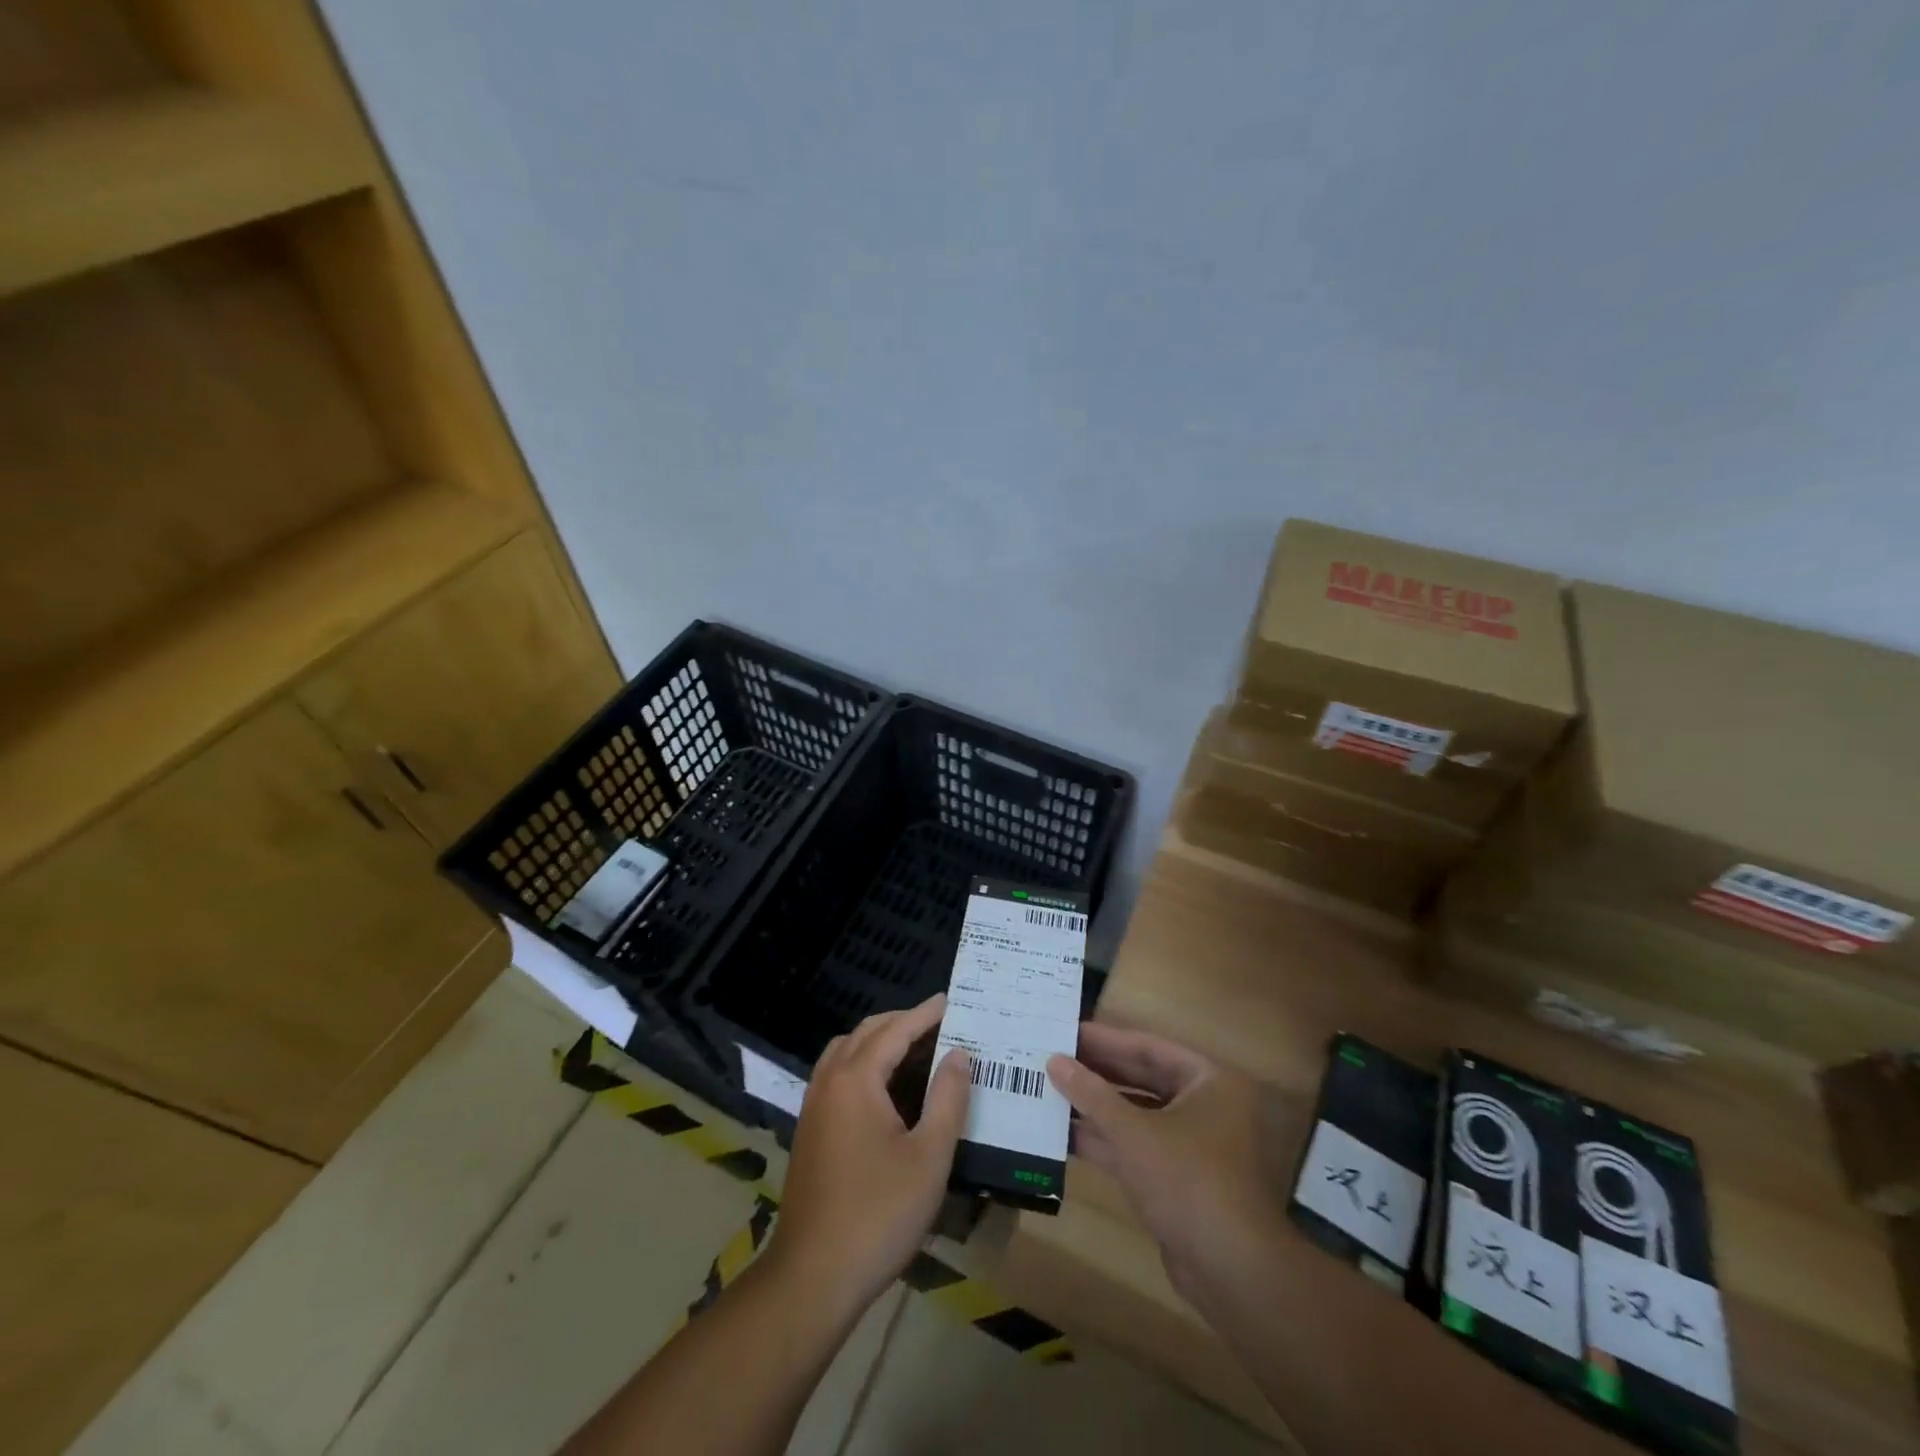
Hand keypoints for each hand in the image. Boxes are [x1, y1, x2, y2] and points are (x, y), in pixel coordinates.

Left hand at [766, 995, 970, 1316]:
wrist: (812, 1276)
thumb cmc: (878, 1213)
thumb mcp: (929, 1156)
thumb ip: (947, 1098)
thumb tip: (958, 1054)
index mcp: (856, 1079)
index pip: (895, 1030)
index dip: (925, 1014)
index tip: (951, 1000)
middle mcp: (829, 1081)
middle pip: (866, 1033)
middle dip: (902, 1022)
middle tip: (939, 1025)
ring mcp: (813, 1105)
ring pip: (846, 1052)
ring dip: (879, 1041)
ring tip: (916, 1051)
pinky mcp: (809, 1130)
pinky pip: (837, 1075)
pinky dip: (863, 1064)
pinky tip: (886, 1090)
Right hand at [1048, 1024, 1283, 1302]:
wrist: (1233, 1272)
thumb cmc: (1188, 1181)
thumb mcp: (1134, 1132)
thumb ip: (1092, 1094)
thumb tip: (1054, 1061)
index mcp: (1208, 1081)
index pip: (1147, 1047)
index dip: (1104, 1040)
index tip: (1065, 1032)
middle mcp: (1205, 1106)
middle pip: (1142, 1079)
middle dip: (1097, 1074)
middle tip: (1052, 1060)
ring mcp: (1193, 1145)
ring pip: (1137, 1115)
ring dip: (1097, 1109)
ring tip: (1050, 1093)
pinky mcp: (1179, 1180)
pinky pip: (1138, 1147)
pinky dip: (1106, 1142)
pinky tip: (1065, 1136)